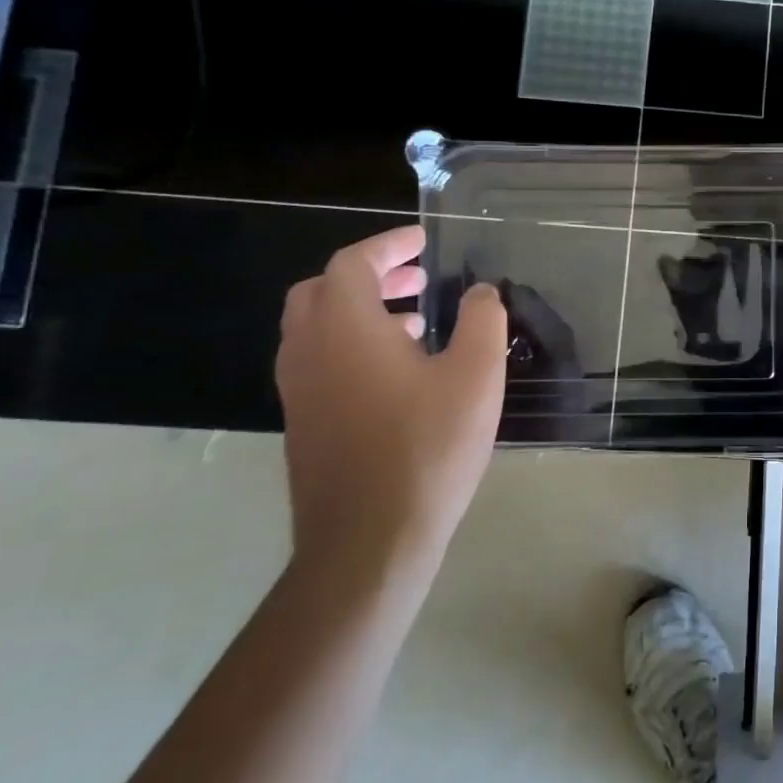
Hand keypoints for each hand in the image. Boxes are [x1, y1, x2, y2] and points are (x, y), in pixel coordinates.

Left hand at [275, 226, 507, 580]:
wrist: (369, 541)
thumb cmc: (428, 446)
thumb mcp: (476, 375)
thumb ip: (482, 320)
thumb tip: (480, 293)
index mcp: (345, 328)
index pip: (353, 264)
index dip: (388, 246)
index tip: (423, 242)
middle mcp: (309, 351)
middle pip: (323, 291)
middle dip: (370, 276)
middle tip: (417, 279)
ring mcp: (300, 391)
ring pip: (318, 328)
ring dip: (362, 311)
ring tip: (417, 323)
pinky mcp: (305, 424)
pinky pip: (321, 362)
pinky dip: (354, 345)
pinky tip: (401, 374)